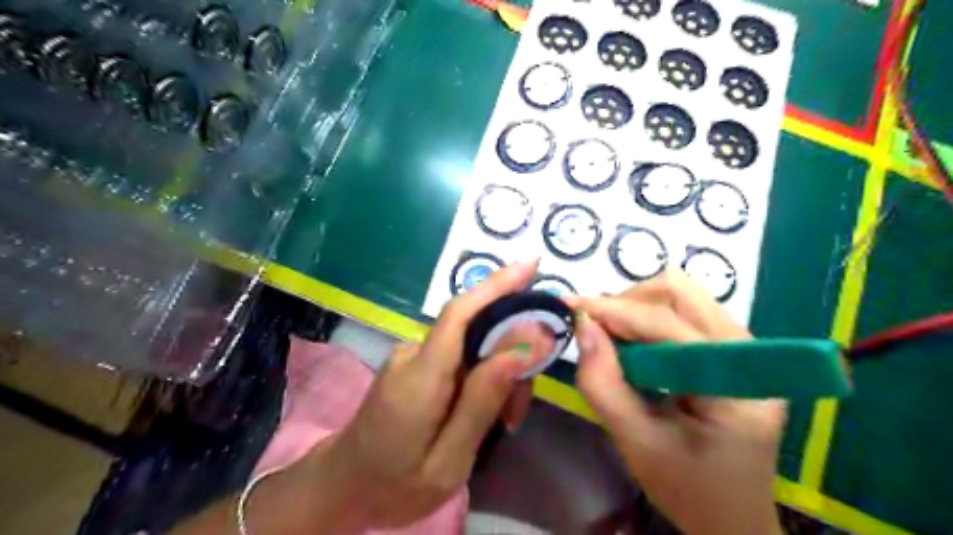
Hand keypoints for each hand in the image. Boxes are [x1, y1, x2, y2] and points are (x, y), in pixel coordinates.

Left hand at [306, 259, 556, 531]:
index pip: (460, 314)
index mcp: (420, 378)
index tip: (532, 264)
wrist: (344, 487)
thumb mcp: (450, 460)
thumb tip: (525, 344)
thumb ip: (483, 400)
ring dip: (498, 372)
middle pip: (474, 329)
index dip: (496, 285)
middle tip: (519, 409)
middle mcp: (413, 354)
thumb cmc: (395, 485)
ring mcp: (411, 357)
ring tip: (505, 421)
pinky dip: (483, 376)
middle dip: (511, 351)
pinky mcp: (415, 364)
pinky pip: (460, 357)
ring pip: (472, 346)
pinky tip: (487, 412)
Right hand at [568, 272, 784, 533]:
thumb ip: (604, 387)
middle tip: (597, 330)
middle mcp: (749, 353)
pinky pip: (683, 312)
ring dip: (638, 308)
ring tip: (613, 339)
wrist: (732, 516)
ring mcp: (742, 347)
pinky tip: (633, 346)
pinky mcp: (728, 349)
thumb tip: (582, 327)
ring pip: (682, 295)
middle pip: (682, 293)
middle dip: (630, 303)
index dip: (616, 311)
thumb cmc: (689, 490)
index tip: (571, 308)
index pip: (669, 326)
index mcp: (738, 385)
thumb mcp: (638, 445)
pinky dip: (648, 319)